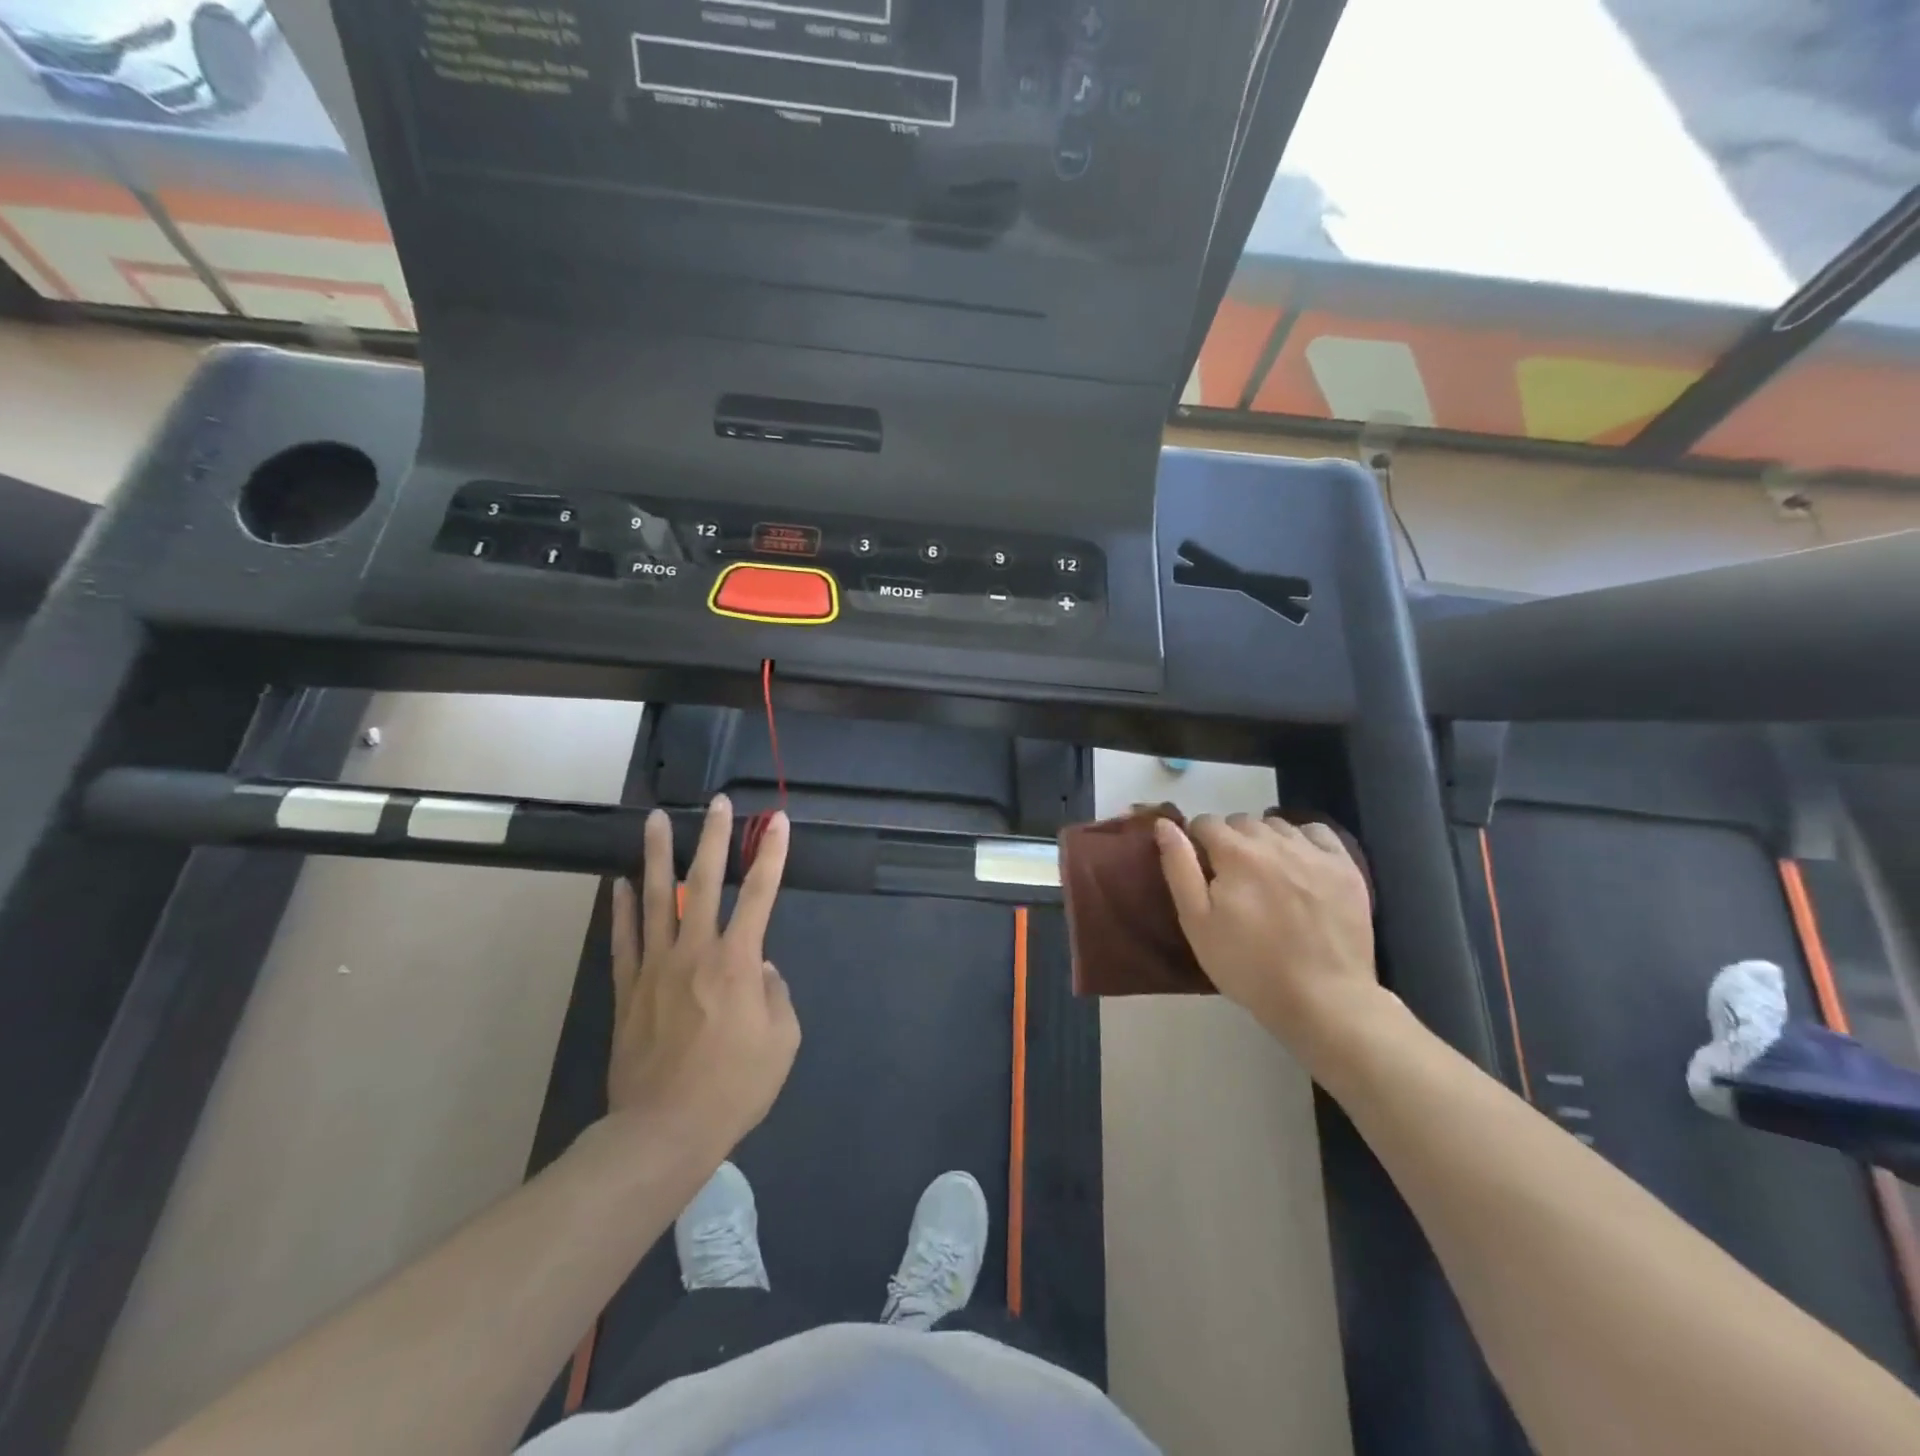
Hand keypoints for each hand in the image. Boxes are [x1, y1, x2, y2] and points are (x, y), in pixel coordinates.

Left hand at [606, 796, 800, 1153]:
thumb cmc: (734, 1087)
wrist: (664, 1131)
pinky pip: (624, 939)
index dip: (772, 855)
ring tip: (656, 819)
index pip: (760, 894)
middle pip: (705, 881)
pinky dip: (622, 908)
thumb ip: (776, 994)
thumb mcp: (782, 1041)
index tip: (778, 822)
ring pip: (657, 898)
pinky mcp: (629, 990)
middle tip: (717, 803)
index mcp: (738, 962)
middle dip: (716, 838)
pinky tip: (620, 883)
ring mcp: (656, 967)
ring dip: (658, 855)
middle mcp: (695, 952)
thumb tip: (761, 969)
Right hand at [1155, 812, 1378, 1055]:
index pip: (1205, 823)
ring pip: (1277, 825)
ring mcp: (1314, 852)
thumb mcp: (1196, 923)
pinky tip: (1300, 866)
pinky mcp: (1346, 867)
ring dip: (1265, 840)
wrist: (1323, 1000)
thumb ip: (1179, 867)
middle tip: (1233, 880)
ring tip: (1266, 876)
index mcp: (1235, 853)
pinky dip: (1303, 841)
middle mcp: (1275, 841)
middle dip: (1230, 841)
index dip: (1198, 844)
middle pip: (1241, 821)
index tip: (1203, 873)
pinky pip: (1316, 832)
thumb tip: (1165, 824)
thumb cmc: (1248, 966)